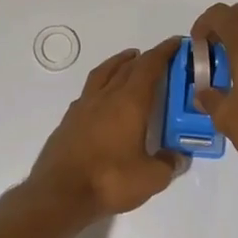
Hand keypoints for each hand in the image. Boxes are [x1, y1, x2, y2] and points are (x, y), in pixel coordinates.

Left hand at [26, 38, 182, 220]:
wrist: (59, 194)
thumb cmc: (110, 180)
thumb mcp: (151, 178)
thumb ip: (168, 164)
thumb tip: (178, 157)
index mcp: (130, 102)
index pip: (149, 66)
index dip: (164, 52)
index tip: (176, 43)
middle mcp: (106, 96)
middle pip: (127, 66)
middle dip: (145, 58)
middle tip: (159, 58)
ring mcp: (84, 106)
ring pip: (104, 73)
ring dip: (119, 63)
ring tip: (129, 62)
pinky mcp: (69, 120)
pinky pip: (89, 91)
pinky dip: (102, 84)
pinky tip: (104, 97)